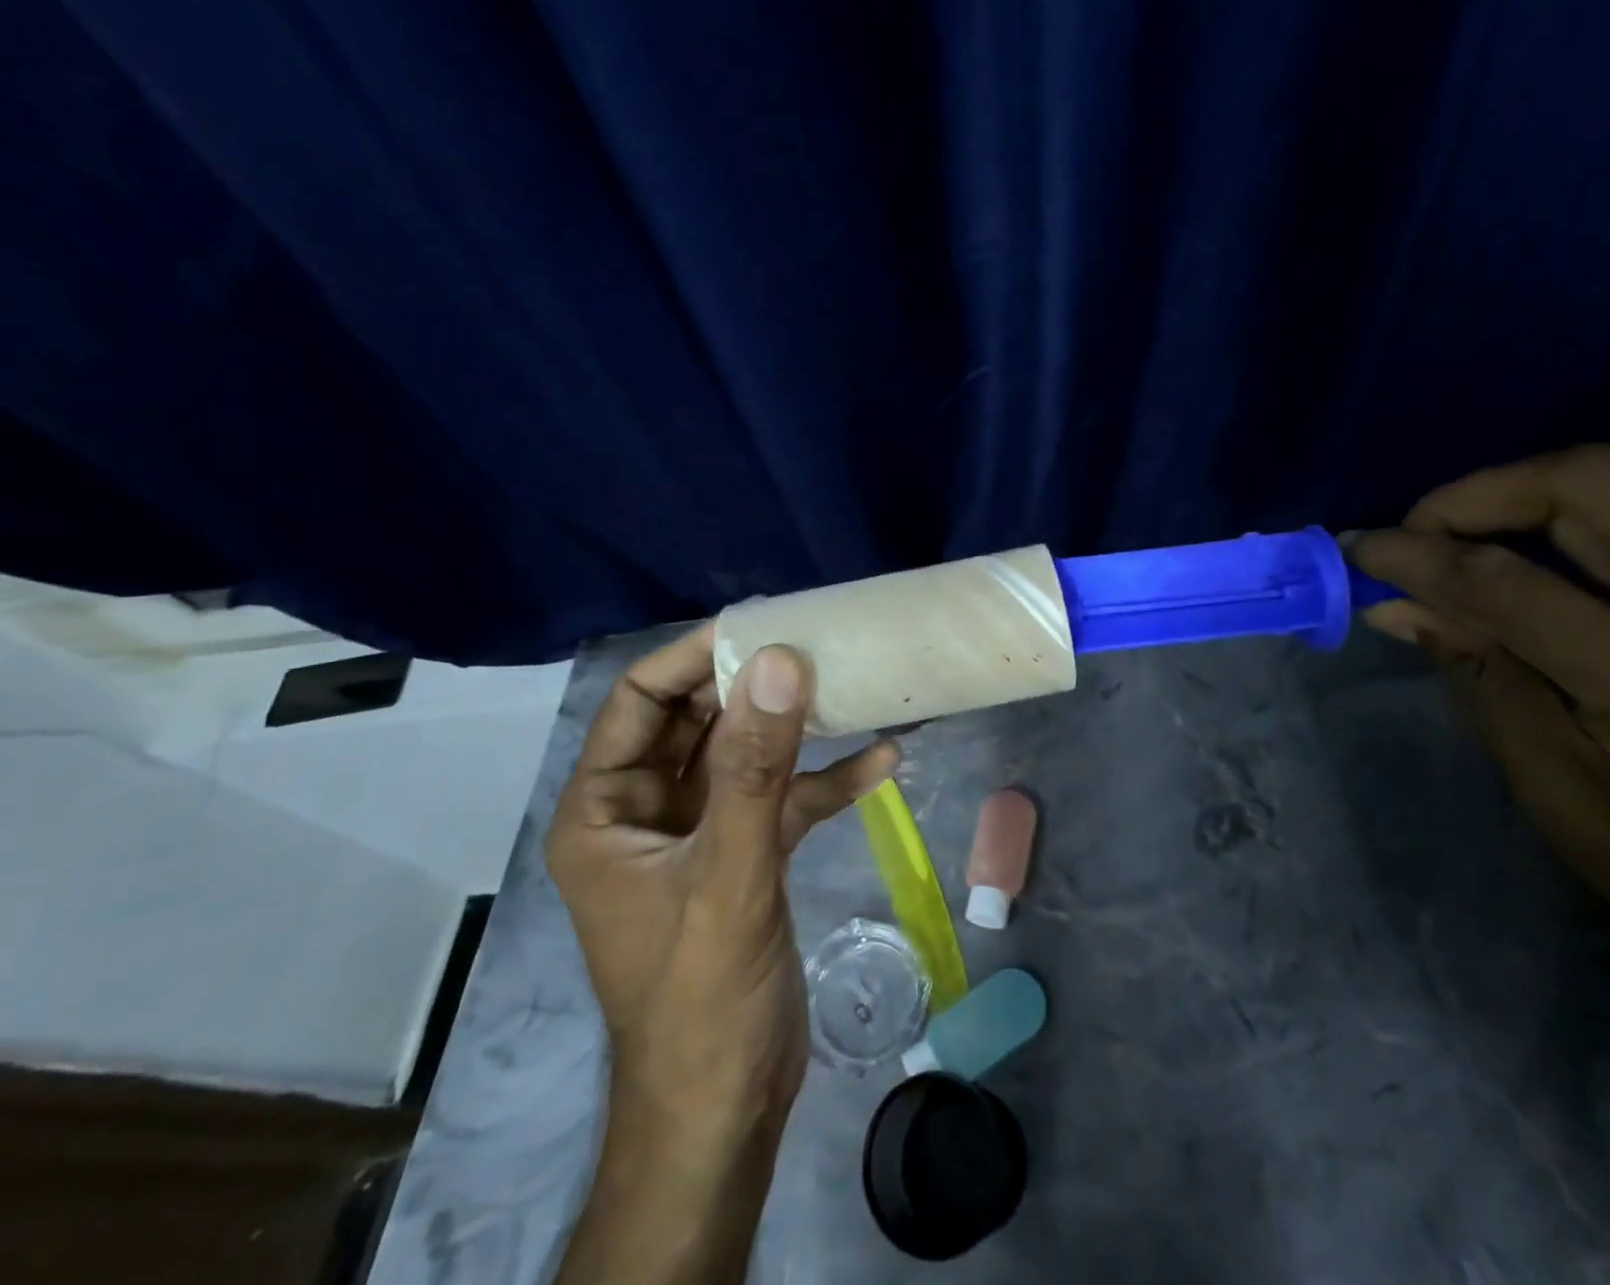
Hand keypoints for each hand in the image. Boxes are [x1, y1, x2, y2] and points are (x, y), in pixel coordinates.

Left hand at [547, 624, 898, 1115]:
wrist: (726, 1108)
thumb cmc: (701, 997)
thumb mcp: (730, 874)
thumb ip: (755, 769)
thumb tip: (778, 663)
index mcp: (606, 809)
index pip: (641, 701)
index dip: (693, 657)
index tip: (759, 623)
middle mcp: (645, 810)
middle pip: (697, 720)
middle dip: (752, 684)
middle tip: (814, 641)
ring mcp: (698, 832)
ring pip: (744, 755)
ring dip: (793, 727)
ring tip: (848, 682)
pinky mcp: (743, 856)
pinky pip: (781, 801)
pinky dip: (823, 780)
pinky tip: (882, 759)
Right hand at [1351, 436, 1609, 1040]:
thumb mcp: (1548, 781)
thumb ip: (1475, 673)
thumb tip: (1393, 606)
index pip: (1513, 586)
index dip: (1419, 559)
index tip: (1356, 550)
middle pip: (1592, 484)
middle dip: (1479, 494)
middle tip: (1419, 534)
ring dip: (1539, 481)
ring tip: (1479, 527)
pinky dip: (1586, 495)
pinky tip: (1542, 541)